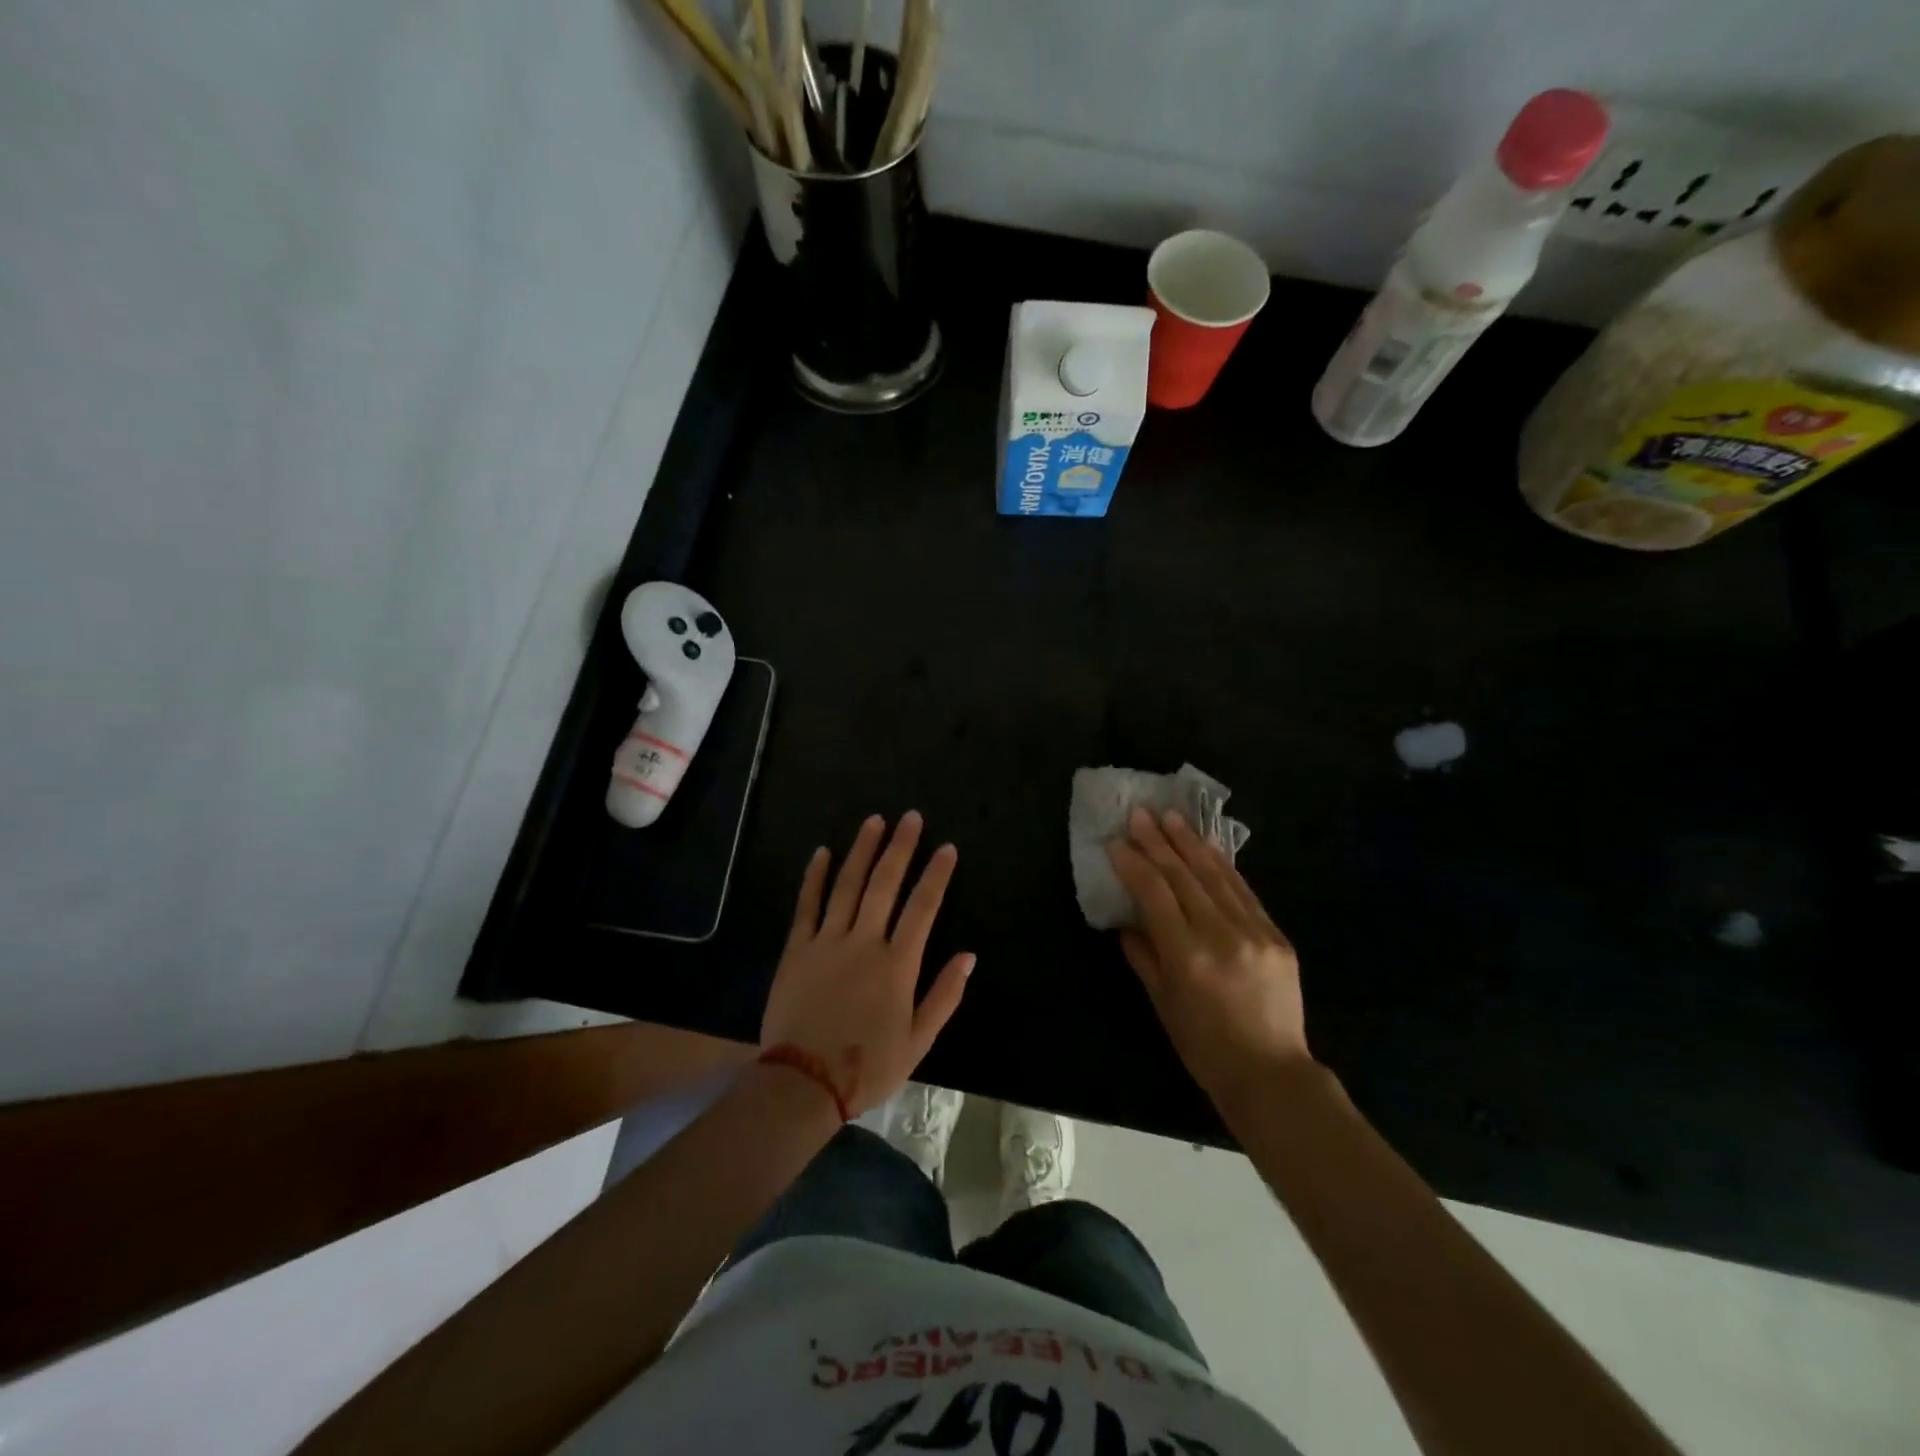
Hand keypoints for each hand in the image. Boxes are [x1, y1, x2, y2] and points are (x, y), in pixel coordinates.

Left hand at [760, 812, 973, 1116]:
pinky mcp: (796, 949)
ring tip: (874, 821)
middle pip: (885, 884)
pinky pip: (806, 905)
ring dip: (862, 850)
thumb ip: (944, 995)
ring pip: (847, 885)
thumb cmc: (866, 1066)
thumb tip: (969, 955)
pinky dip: (815, 877)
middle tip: (910, 817)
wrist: (802, 1084)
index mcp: (897, 965)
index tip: (947, 848)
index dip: (936, 875)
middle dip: (900, 847)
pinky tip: (822, 852)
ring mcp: (827, 941)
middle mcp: (864, 942)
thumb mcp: (917, 1041)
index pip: (923, 908)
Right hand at [1107, 807, 1310, 1110]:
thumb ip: (1143, 956)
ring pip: (1217, 876)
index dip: (1133, 864)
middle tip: (1139, 813)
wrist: (1272, 1074)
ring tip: (1171, 816)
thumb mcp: (1163, 1004)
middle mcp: (1221, 935)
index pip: (1155, 894)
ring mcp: (1254, 932)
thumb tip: (1128, 921)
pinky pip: (1244, 891)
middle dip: (1158, 841)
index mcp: (1187, 956)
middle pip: (1184, 876)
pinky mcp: (1277, 935)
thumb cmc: (1204, 1047)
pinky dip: (1223, 865)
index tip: (1116, 842)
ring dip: (1191, 842)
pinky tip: (1208, 847)